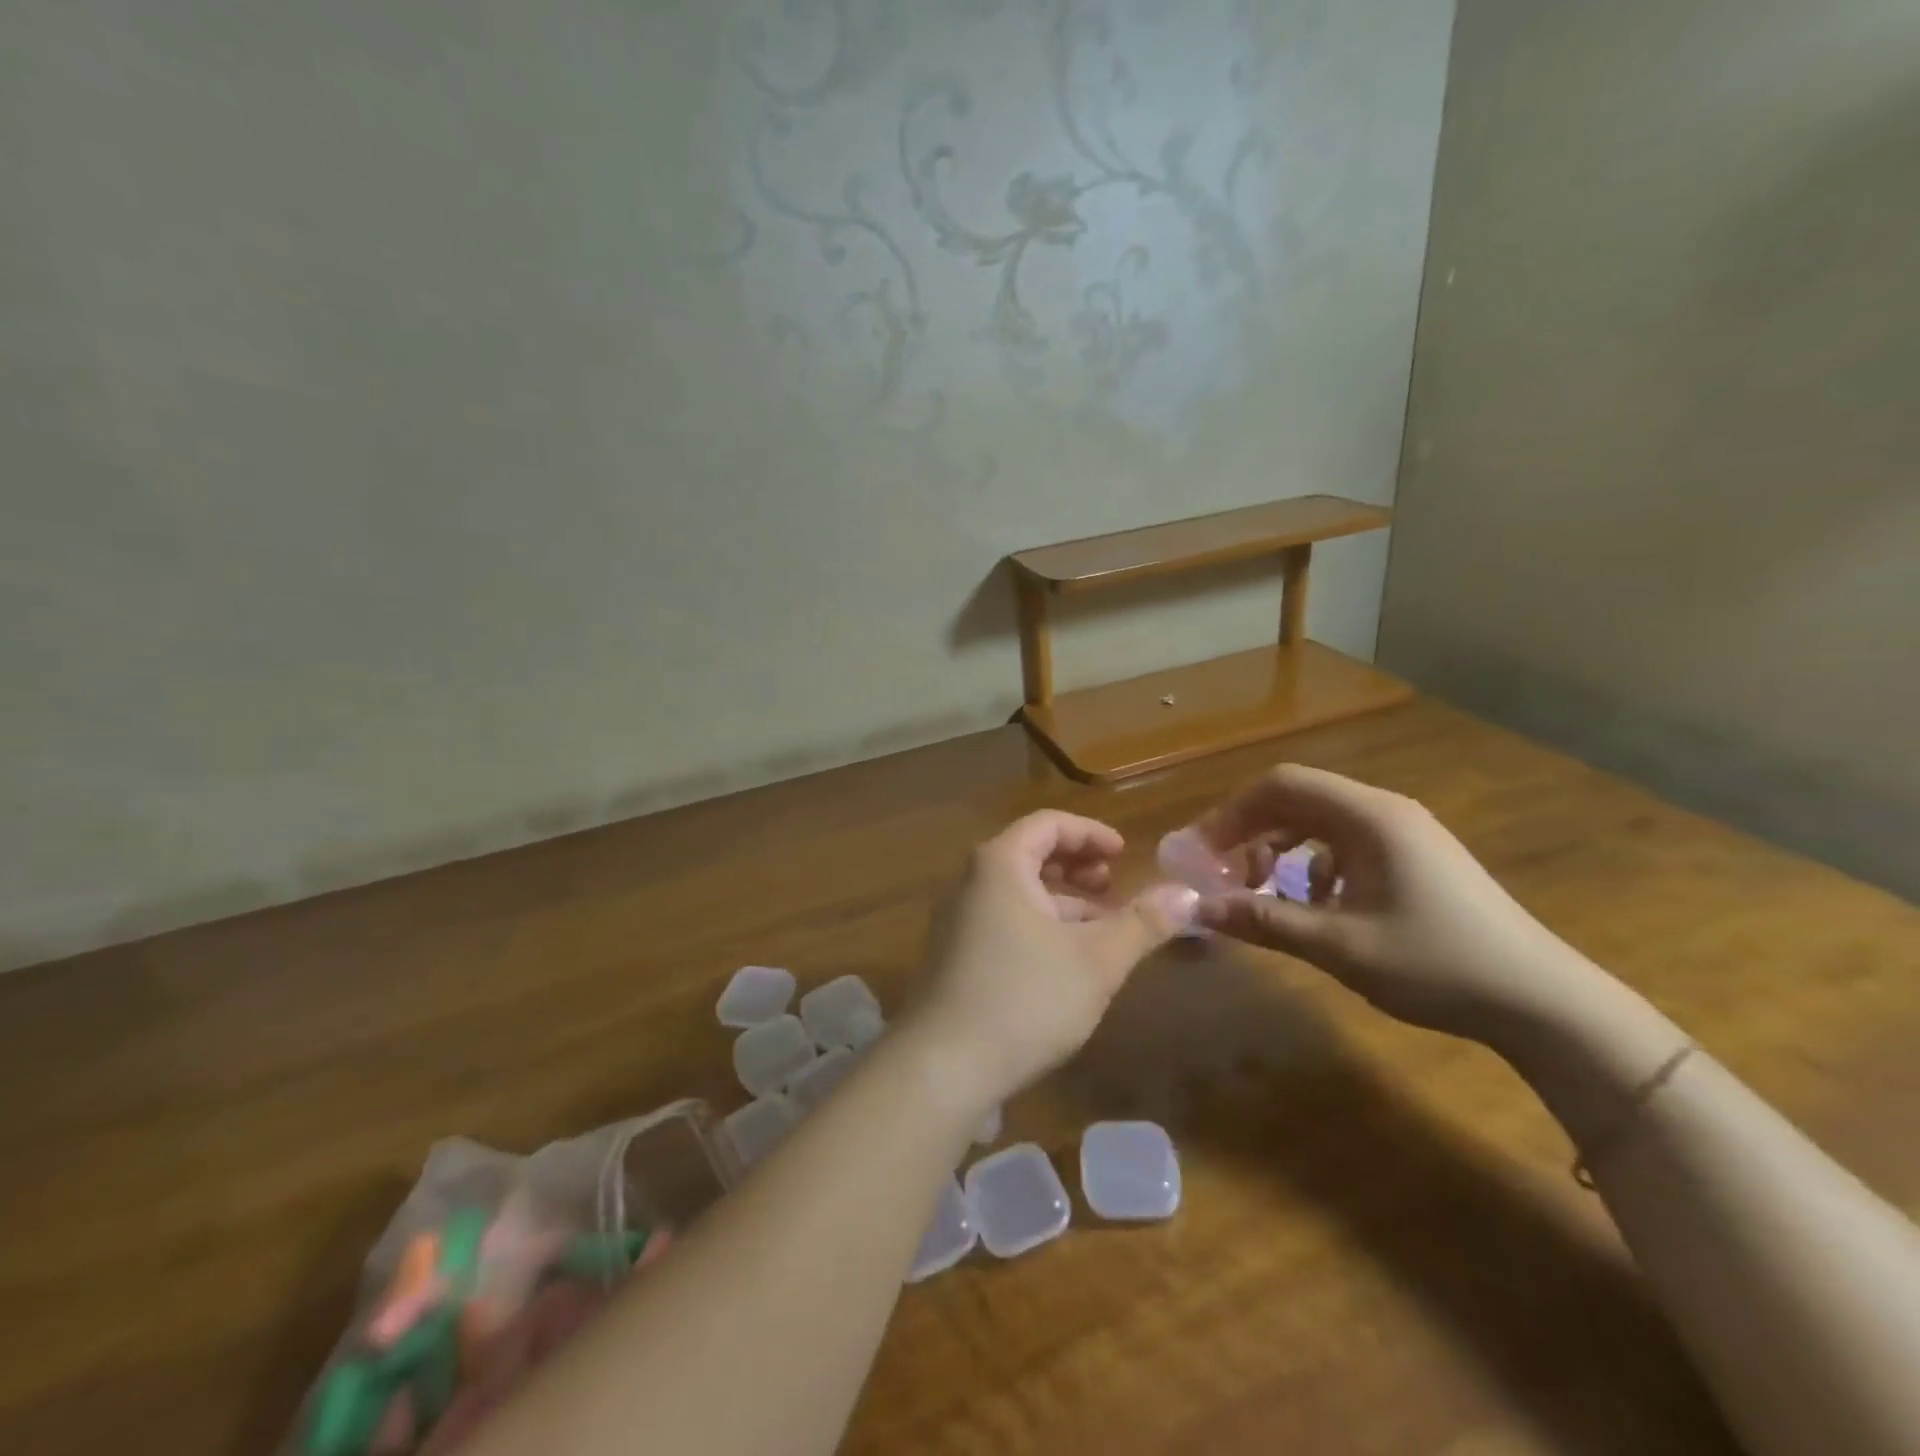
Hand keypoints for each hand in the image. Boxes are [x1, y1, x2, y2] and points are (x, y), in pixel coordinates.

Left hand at [907, 811, 1200, 1106]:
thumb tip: (1189, 894)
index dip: (1090, 833)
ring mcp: (958, 920)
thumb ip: (1143, 923)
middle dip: (1077, 866)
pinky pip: (1004, 921)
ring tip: (1101, 928)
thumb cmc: (1025, 998)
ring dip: (1062, 901)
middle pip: (1029, 854)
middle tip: (1113, 886)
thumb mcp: (1096, 960)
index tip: (1124, 854)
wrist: (942, 1067)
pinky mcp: (955, 956)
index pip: (1048, 824)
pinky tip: (1066, 962)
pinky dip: (1040, 926)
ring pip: (1018, 893)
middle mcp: (972, 882)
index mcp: (1000, 864)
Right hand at [1189, 765, 1594, 1043]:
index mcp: (1368, 817)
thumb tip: (1200, 910)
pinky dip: (1312, 864)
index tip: (1203, 852)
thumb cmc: (1437, 964)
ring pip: (1318, 821)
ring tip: (1262, 889)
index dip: (1232, 813)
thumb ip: (1265, 921)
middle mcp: (1383, 811)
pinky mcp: (1413, 857)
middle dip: (1250, 830)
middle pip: (1296, 798)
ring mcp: (1403, 833)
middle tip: (1221, 872)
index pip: (1280, 785)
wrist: (1543, 1002)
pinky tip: (1314, 903)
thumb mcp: (1340, 946)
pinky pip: (1344, 843)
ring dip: (1279, 847)